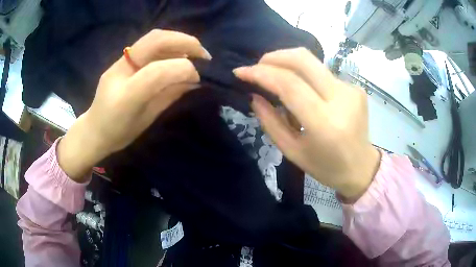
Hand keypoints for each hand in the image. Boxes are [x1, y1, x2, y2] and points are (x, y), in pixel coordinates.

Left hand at [58, 30, 210, 181]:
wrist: (94, 130)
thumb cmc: (120, 133)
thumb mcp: (148, 120)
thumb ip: (169, 96)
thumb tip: (194, 80)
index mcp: (125, 97)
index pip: (157, 71)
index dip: (183, 69)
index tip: (198, 77)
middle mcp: (120, 73)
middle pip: (154, 41)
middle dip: (185, 42)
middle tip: (203, 54)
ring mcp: (118, 63)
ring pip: (152, 37)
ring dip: (178, 40)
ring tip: (194, 51)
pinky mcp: (120, 60)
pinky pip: (147, 44)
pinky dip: (168, 44)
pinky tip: (177, 53)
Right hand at [234, 48, 380, 200]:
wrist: (361, 167)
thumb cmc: (325, 167)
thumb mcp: (292, 151)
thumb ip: (270, 122)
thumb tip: (255, 95)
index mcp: (325, 123)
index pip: (289, 84)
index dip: (261, 73)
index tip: (241, 72)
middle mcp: (341, 100)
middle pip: (303, 59)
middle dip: (273, 57)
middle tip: (258, 67)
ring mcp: (351, 90)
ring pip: (313, 62)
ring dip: (288, 64)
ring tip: (276, 78)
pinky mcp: (356, 87)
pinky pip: (323, 73)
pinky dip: (306, 77)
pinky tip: (304, 92)